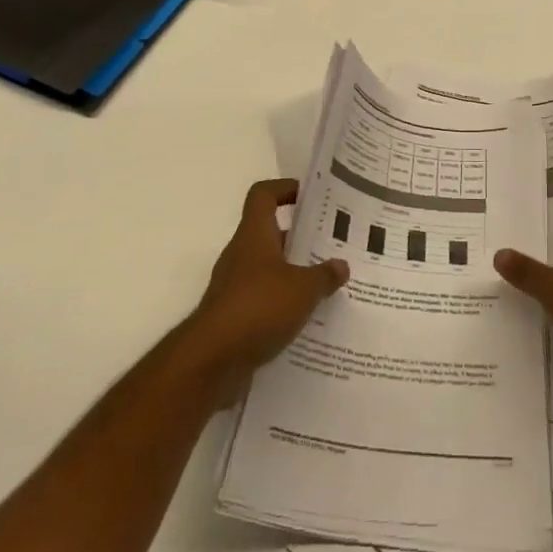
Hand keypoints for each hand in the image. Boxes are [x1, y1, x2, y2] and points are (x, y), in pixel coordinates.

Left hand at [184, 178, 348, 403]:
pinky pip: (262, 301)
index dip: (285, 189)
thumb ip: (324, 275)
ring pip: (268, 270)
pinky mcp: (233, 318)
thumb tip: (341, 265)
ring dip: (293, 274)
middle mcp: (241, 254)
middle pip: (270, 233)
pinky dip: (282, 305)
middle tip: (331, 244)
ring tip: (326, 283)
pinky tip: (307, 318)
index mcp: (254, 234)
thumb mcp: (303, 289)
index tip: (310, 197)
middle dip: (299, 237)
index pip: (263, 195)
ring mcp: (234, 287)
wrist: (211, 362)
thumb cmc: (258, 307)